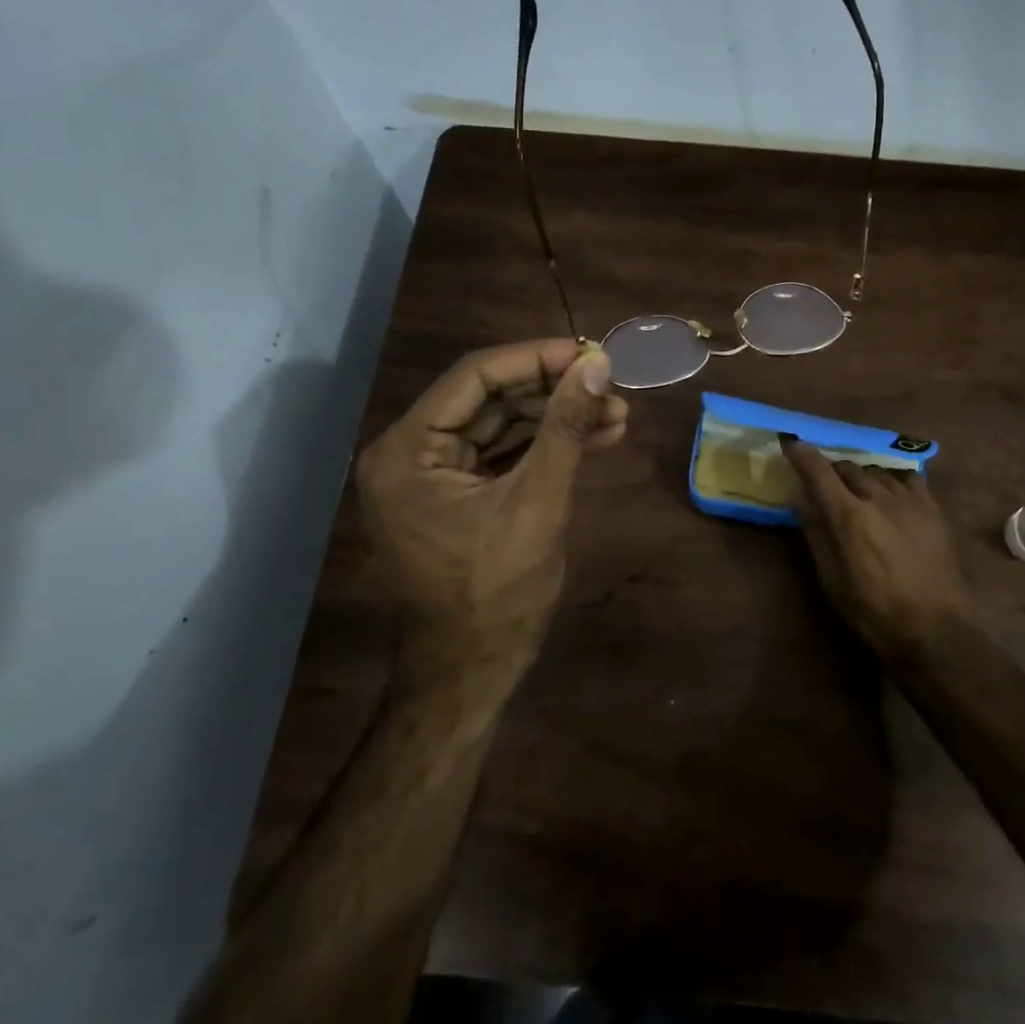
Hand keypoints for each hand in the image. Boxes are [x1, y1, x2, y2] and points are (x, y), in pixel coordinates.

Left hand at [355, 340, 626, 653]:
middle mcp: (409, 453)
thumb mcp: (538, 501)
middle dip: (554, 390)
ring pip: (502, 424)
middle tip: (610, 384)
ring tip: (617, 412)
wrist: (473, 669)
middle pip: (489, 398)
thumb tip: (598, 364)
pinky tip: (597, 436)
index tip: (590, 353)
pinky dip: (547, 445)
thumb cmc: (498, 592)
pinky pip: (504, 454)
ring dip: (558, 416)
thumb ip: (565, 427)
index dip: (535, 359)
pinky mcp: (457, 494)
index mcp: (407, 451)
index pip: (474, 377)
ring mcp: (432, 475)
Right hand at [780, 437, 969, 654]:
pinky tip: (891, 493)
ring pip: (877, 470)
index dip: (801, 453)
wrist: (936, 631)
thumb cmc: (874, 613)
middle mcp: (878, 498)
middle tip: (824, 484)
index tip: (790, 441)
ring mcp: (910, 500)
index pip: (819, 471)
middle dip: (831, 470)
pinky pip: (909, 478)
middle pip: (847, 467)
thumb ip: (816, 533)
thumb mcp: (832, 579)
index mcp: (849, 517)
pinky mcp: (934, 509)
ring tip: (857, 492)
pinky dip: (892, 480)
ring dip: (860, 475)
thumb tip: (801, 499)